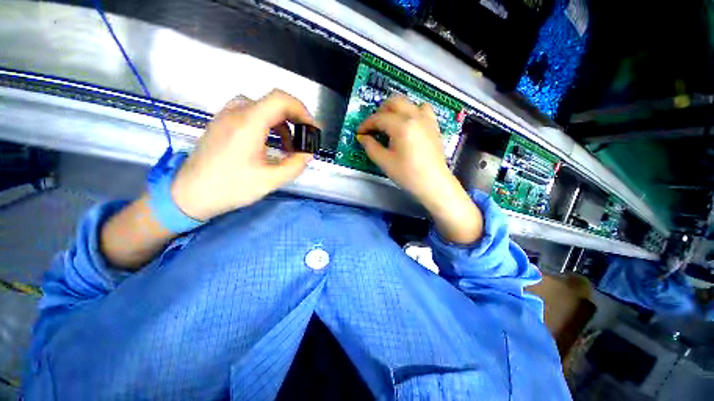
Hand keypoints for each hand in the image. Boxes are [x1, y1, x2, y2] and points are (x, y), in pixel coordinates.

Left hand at [171, 90, 315, 220]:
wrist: (189, 194)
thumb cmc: (230, 188)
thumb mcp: (270, 180)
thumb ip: (295, 165)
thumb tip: (308, 153)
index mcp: (248, 123)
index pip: (280, 99)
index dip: (301, 110)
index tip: (311, 128)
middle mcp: (236, 112)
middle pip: (273, 102)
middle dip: (295, 119)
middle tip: (304, 139)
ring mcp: (226, 116)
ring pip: (262, 108)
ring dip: (282, 123)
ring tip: (289, 145)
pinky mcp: (222, 124)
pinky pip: (250, 114)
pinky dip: (267, 125)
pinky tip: (270, 143)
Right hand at [357, 96, 482, 243]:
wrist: (433, 183)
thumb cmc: (408, 175)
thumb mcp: (385, 162)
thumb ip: (371, 146)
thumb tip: (362, 137)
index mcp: (402, 125)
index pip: (379, 118)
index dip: (366, 124)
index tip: (359, 133)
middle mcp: (415, 116)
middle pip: (394, 102)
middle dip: (380, 112)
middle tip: (373, 127)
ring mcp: (427, 119)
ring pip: (408, 103)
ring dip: (395, 109)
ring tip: (389, 124)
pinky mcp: (433, 125)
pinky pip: (422, 109)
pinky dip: (411, 112)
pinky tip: (408, 124)